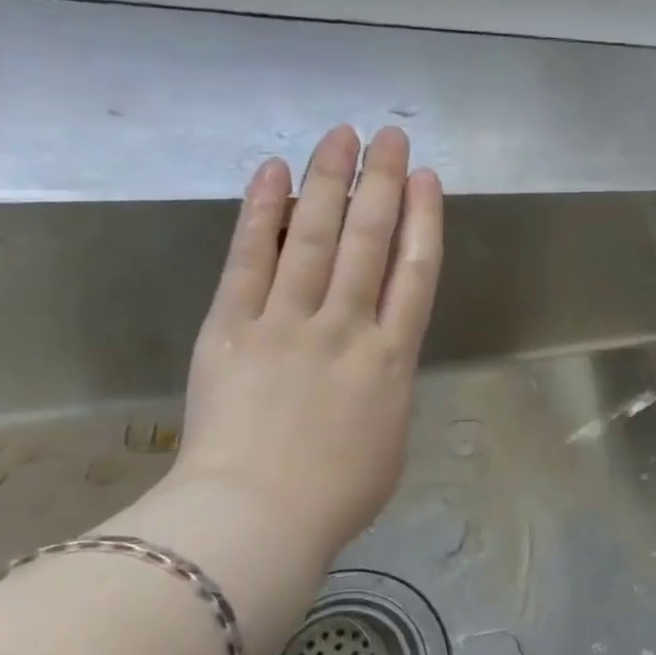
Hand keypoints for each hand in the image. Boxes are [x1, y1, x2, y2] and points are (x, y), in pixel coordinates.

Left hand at [129, 125, 441, 654]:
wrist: (256, 519)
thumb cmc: (336, 494)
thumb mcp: (391, 439)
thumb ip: (389, 385)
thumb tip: (379, 355)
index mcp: (392, 358)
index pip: (415, 271)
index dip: (422, 218)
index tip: (424, 178)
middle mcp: (346, 326)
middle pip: (367, 239)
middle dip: (380, 182)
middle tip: (388, 135)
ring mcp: (287, 322)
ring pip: (313, 236)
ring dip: (328, 181)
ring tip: (340, 136)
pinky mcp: (231, 326)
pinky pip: (248, 259)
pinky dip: (261, 213)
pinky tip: (273, 172)